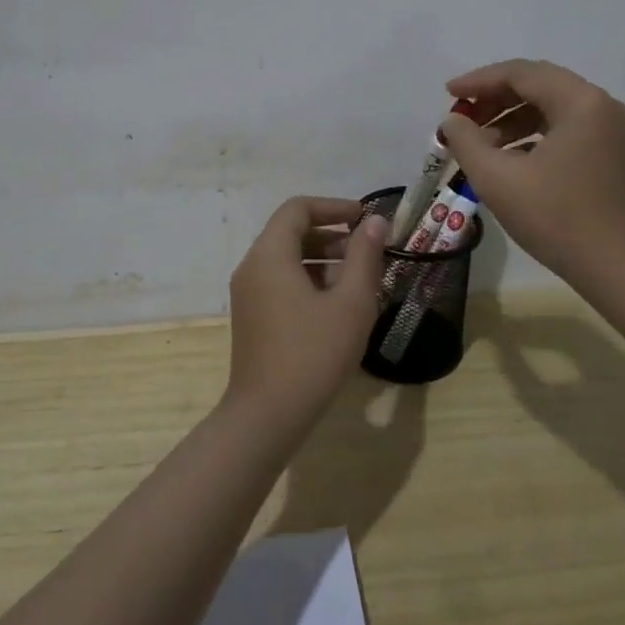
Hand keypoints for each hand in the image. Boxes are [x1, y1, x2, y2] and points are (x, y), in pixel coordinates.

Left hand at [224, 197, 388, 428]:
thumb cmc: (313, 354)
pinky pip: (280, 282)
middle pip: (291, 232)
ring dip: (322, 259)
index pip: (298, 208)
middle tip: (367, 251)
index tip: (364, 220)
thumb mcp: (351, 303)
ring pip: (287, 259)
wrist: (267, 417)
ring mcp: (248, 294)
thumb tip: (376, 222)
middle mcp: (252, 266)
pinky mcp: (252, 317)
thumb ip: (365, 256)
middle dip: (331, 235)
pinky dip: (308, 280)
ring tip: (358, 280)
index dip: (333, 207)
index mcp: (270, 254)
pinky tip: (337, 306)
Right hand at [440, 60, 624, 291]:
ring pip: (549, 105)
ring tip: (478, 143)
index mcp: (580, 102)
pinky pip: (562, 126)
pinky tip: (506, 157)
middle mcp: (600, 105)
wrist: (617, 270)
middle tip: (461, 116)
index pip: (521, 73)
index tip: (448, 94)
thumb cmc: (556, 219)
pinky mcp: (608, 150)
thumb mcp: (497, 179)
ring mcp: (608, 128)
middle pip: (537, 84)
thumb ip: (466, 141)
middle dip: (494, 97)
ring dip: (510, 117)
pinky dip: (531, 133)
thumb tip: (453, 121)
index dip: (479, 81)